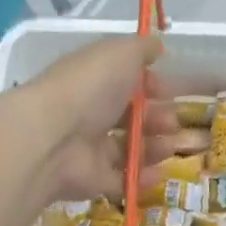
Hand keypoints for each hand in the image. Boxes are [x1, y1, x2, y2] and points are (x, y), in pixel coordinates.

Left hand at [15, 36, 207, 202]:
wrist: (53, 138)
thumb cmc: (89, 88)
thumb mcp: (120, 54)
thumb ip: (141, 49)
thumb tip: (157, 45)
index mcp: (93, 81)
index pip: (125, 82)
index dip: (151, 86)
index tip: (170, 92)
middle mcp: (90, 113)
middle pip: (130, 118)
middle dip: (157, 119)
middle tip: (172, 123)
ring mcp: (90, 149)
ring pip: (128, 149)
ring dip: (155, 148)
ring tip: (169, 147)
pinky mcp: (92, 180)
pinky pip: (122, 180)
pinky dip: (142, 178)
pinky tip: (159, 173)